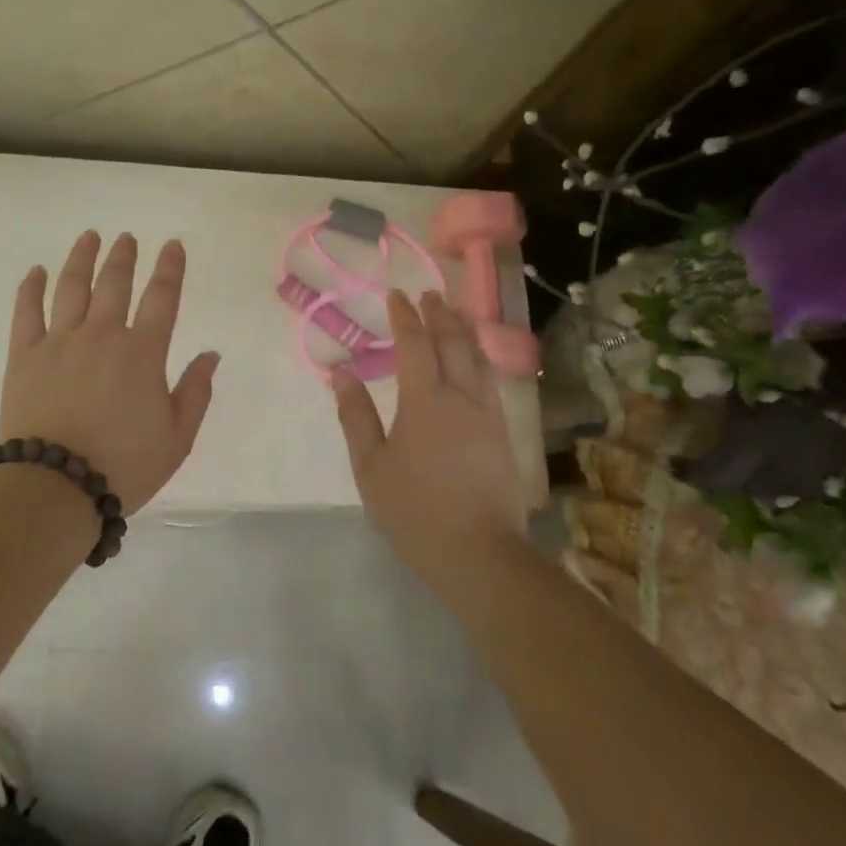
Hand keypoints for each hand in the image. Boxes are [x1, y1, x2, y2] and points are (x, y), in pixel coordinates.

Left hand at [0, 231, 220, 511]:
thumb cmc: (123, 466)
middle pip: (114, 284)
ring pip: (71, 287)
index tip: (172, 246)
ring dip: (82, 258)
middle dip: (123, 257)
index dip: (170, 268)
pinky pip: (26, 312)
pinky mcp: (25, 356)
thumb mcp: (177, 438)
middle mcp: (102, 335)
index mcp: (143, 353)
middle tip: (126, 238)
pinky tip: (35, 271)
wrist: (55, 486)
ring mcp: (60, 342)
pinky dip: (31, 288)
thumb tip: (211, 354)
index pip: (162, 298)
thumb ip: (196, 392)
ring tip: (90, 237)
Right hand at [331, 290, 526, 582]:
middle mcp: (461, 397)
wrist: (478, 551)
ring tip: (454, 315)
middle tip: (429, 294)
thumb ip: (355, 416)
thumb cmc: (414, 509)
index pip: (415, 344)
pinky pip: (490, 381)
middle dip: (439, 314)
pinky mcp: (504, 434)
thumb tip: (341, 373)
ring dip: (463, 332)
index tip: (397, 295)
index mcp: (424, 400)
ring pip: (478, 359)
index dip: (405, 317)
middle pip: (453, 343)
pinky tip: (475, 363)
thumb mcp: (370, 466)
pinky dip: (479, 359)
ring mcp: (488, 414)